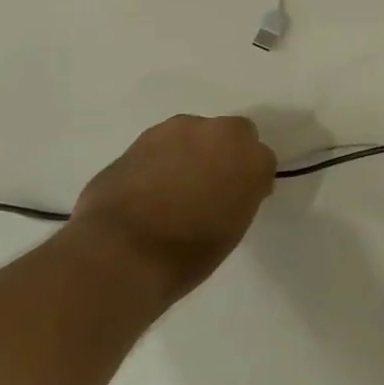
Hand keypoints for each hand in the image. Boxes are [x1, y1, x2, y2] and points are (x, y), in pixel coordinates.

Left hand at [71, 115, 276, 301]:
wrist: (121, 253)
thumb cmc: (187, 254)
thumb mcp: (232, 229)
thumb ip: (238, 197)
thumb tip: (226, 190)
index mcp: (252, 159)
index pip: (262, 160)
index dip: (250, 181)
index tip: (237, 201)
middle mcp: (220, 133)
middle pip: (232, 134)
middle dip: (225, 153)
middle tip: (209, 186)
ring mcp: (178, 130)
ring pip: (195, 134)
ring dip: (191, 152)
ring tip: (173, 187)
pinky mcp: (141, 138)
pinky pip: (162, 146)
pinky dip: (160, 161)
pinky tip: (147, 188)